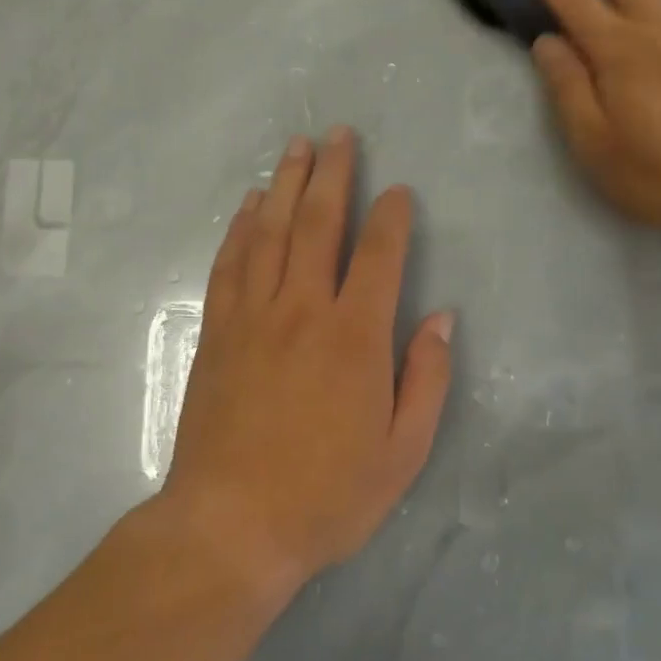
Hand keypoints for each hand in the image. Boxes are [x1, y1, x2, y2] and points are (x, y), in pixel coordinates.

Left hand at [161, 128, 453, 595]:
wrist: (231, 527)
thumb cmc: (327, 495)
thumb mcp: (403, 451)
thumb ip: (426, 378)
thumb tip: (442, 319)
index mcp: (355, 336)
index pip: (380, 254)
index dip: (391, 215)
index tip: (397, 191)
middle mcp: (303, 310)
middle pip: (319, 223)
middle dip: (332, 173)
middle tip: (338, 134)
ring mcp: (254, 317)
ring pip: (270, 232)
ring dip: (285, 184)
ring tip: (296, 147)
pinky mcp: (218, 333)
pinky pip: (231, 264)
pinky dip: (241, 227)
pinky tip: (249, 205)